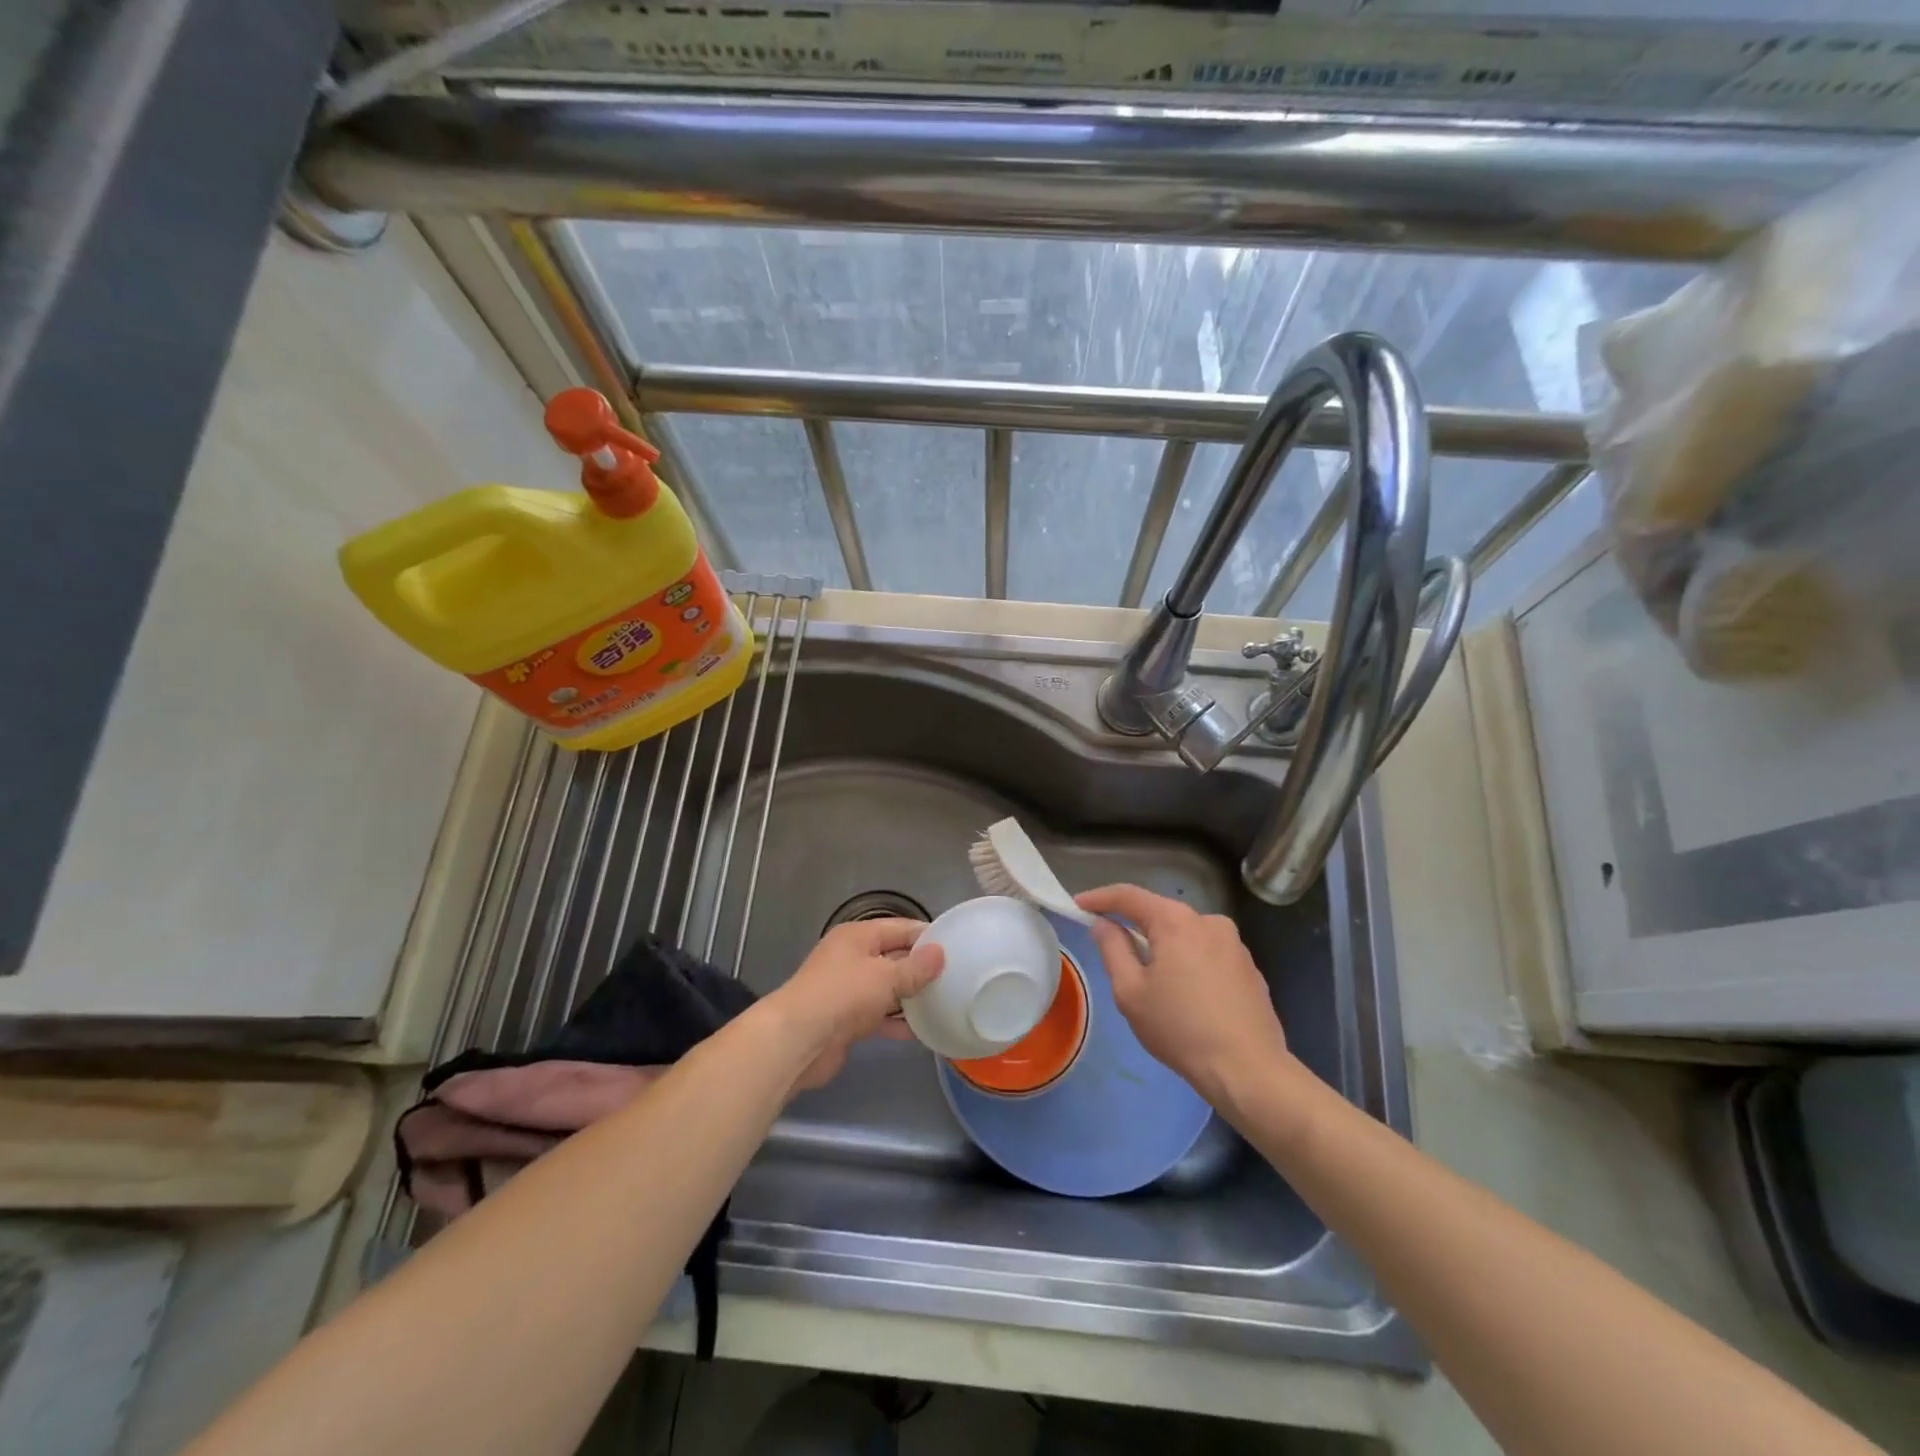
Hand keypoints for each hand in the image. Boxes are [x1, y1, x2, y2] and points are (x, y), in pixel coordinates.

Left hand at [764, 918, 943, 1088]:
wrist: (798, 1040)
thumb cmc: (842, 995)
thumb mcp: (885, 976)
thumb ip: (915, 967)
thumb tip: (940, 953)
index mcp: (858, 936)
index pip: (900, 928)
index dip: (927, 935)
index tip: (957, 946)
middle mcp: (852, 958)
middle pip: (894, 957)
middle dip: (921, 967)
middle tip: (956, 977)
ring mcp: (848, 990)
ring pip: (887, 988)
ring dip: (911, 996)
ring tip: (945, 1003)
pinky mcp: (846, 1020)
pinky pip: (879, 1015)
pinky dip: (898, 1022)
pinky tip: (922, 1032)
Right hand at [1077, 884, 1288, 1101]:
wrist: (1248, 1070)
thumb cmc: (1179, 1029)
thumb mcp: (1130, 991)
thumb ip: (1113, 949)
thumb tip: (1104, 924)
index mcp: (1176, 921)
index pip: (1128, 896)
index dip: (1099, 898)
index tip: (1078, 906)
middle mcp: (1208, 921)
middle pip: (1160, 914)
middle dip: (1135, 927)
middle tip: (1114, 951)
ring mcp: (1235, 944)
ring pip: (1186, 935)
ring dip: (1165, 948)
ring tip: (1155, 984)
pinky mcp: (1250, 968)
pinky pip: (1208, 954)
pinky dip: (1190, 964)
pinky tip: (1189, 998)